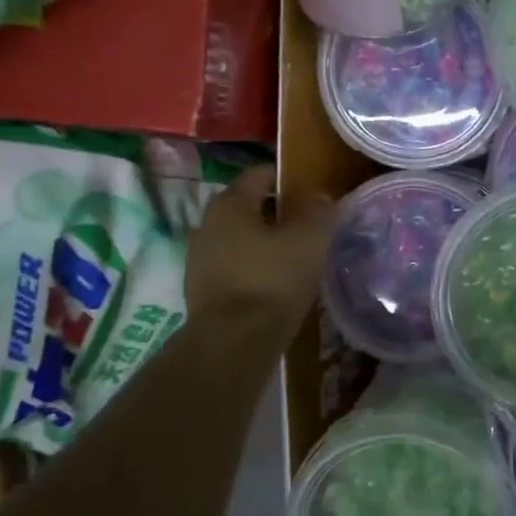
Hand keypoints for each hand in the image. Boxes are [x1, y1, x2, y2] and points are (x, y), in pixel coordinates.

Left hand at [183, 166, 331, 335]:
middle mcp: (207, 224)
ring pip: (239, 238)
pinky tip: (275, 282)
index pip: (259, 174)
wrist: (234, 341)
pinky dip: (254, 267)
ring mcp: (199, 259)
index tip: (311, 192)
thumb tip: (316, 196)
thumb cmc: (273, 279)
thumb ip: (316, 211)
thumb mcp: (309, 239)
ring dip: (264, 242)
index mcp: (230, 204)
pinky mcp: (202, 291)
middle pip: (247, 207)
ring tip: (294, 256)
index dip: (286, 178)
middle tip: (307, 225)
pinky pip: (234, 266)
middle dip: (276, 212)